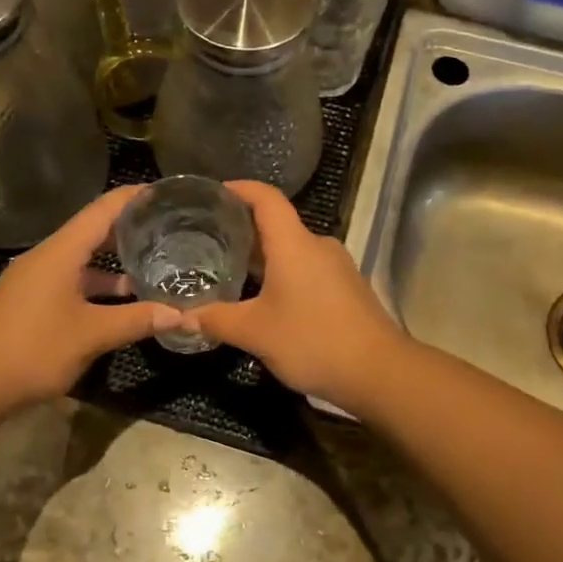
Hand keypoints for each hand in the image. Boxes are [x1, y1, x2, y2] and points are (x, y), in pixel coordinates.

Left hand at [0, 187, 180, 413]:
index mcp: (61, 252)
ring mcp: (36, 280)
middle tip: (169, 231)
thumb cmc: (33, 348)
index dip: (134, 198)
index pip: (103, 210)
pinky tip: (120, 303)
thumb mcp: (92, 334)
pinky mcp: (31, 302)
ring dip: (114, 264)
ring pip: (82, 261)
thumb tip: (182, 316)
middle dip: (129, 230)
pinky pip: (72, 282)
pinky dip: (97, 286)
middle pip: (93, 232)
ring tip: (153, 267)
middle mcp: (47, 257)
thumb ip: (137, 321)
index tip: (165, 193)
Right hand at [183, 180, 406, 407]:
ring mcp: (336, 267)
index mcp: (294, 244)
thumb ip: (217, 320)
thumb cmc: (313, 341)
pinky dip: (282, 274)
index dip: (240, 189)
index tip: (215, 193)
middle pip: (277, 225)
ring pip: (293, 250)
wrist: (379, 372)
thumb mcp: (256, 332)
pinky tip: (264, 298)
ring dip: (263, 256)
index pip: (266, 198)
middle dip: (243, 229)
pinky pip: (307, 269)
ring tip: (230, 270)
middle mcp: (317, 246)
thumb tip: (182, 316)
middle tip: (208, 240)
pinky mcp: (347, 288)